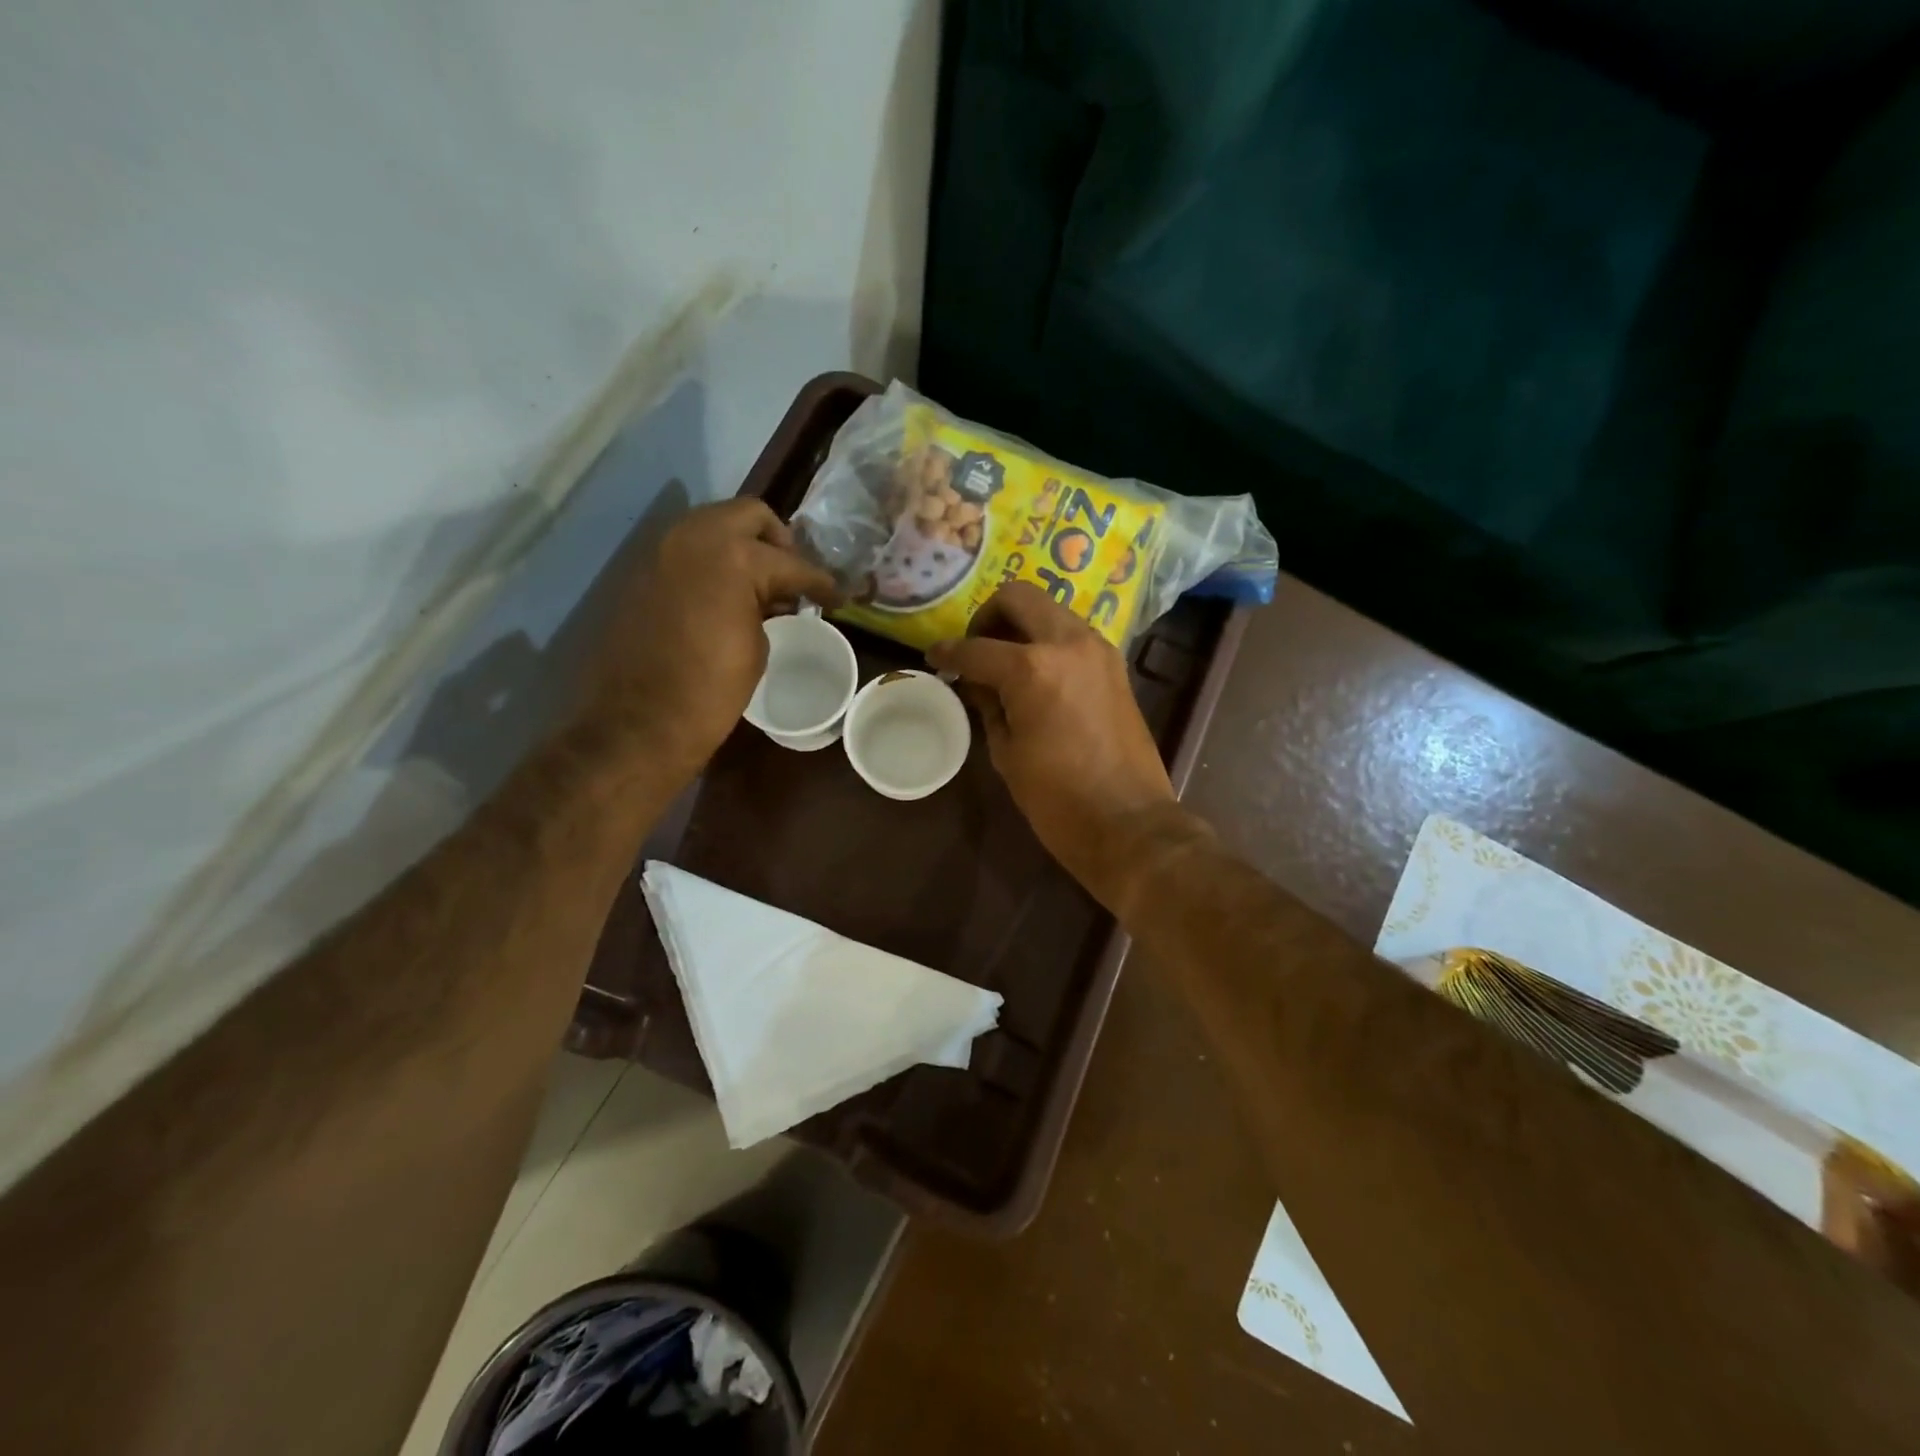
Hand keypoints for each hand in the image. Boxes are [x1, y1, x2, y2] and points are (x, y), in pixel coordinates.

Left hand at [589, 498, 837, 776]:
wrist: (641, 721)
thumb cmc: (712, 690)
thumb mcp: (758, 646)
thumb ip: (768, 608)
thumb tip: (772, 600)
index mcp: (734, 556)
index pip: (791, 562)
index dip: (820, 582)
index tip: (836, 596)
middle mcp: (695, 537)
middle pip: (749, 515)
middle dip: (778, 542)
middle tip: (792, 576)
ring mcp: (663, 549)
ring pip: (713, 525)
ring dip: (741, 546)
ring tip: (761, 586)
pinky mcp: (643, 570)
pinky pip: (688, 551)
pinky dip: (712, 562)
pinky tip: (727, 595)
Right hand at [927, 582, 1195, 908]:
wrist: (1129, 822)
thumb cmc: (1057, 798)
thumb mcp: (1007, 752)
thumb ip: (988, 705)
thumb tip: (975, 682)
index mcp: (1032, 668)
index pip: (977, 648)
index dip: (948, 652)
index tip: (934, 658)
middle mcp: (1068, 642)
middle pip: (1019, 597)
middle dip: (988, 616)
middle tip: (976, 648)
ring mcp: (1098, 649)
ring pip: (1050, 610)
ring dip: (1022, 624)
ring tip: (1004, 661)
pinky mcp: (1115, 665)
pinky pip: (1072, 634)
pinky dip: (1048, 640)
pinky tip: (1035, 673)